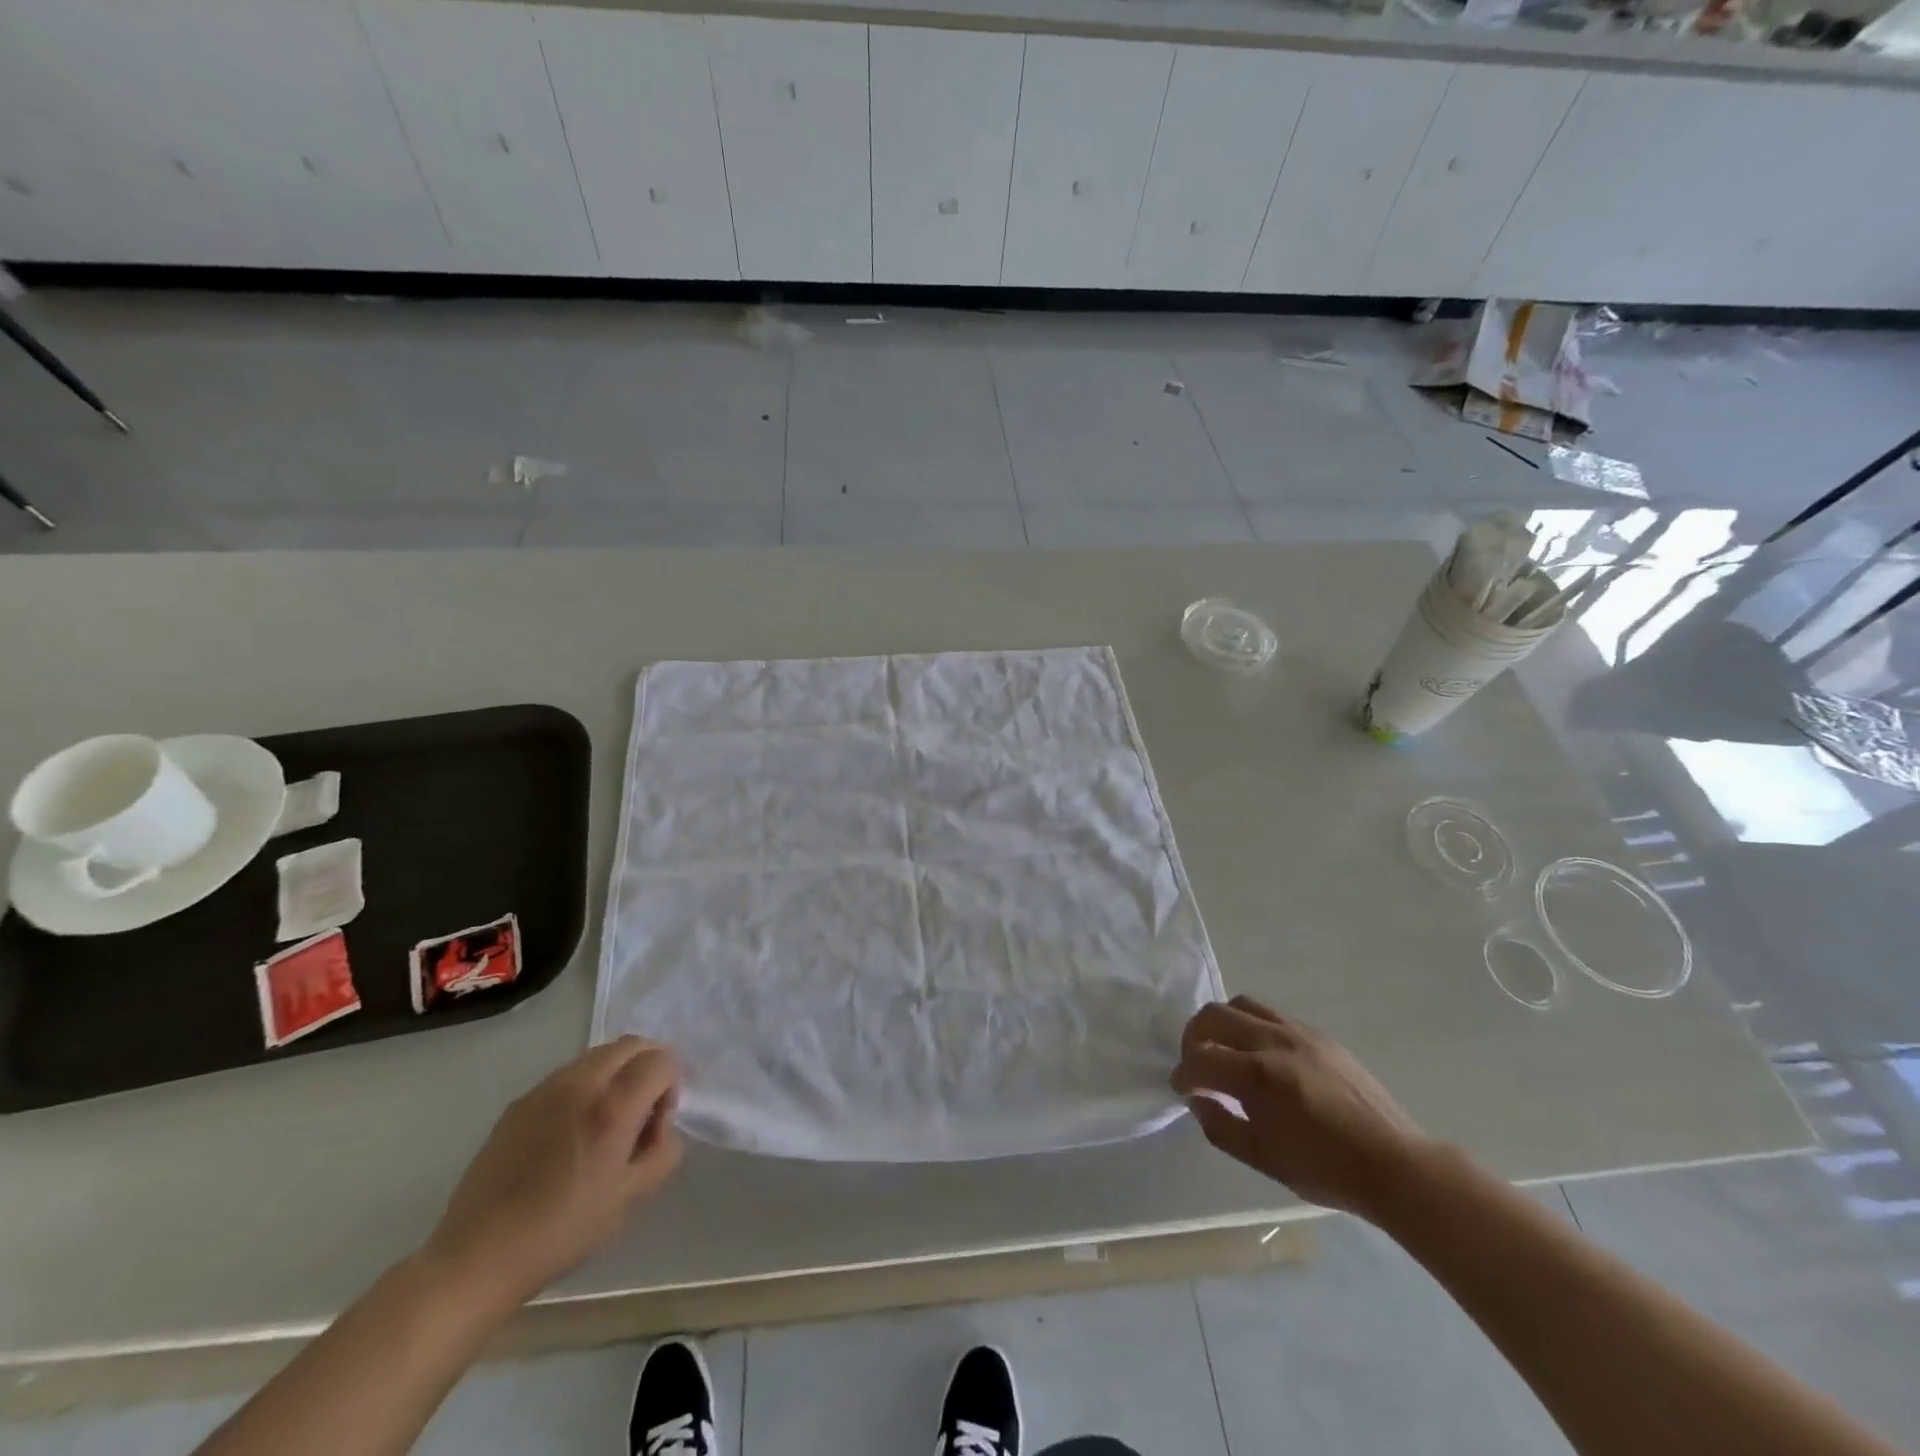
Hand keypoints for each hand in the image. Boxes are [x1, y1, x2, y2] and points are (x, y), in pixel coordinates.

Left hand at [423, 1037, 682, 1308]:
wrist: (477, 1258)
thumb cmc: (562, 1231)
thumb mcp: (631, 1197)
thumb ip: (663, 1150)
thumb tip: (660, 1126)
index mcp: (612, 1106)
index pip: (660, 1060)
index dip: (670, 1086)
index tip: (656, 1126)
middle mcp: (580, 1083)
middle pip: (631, 1045)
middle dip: (648, 1067)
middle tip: (641, 1113)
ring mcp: (545, 1089)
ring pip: (598, 1055)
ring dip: (616, 1074)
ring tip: (604, 1123)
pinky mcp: (519, 1103)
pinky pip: (567, 1075)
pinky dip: (585, 1086)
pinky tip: (570, 1134)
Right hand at [1170, 996, 1427, 1220]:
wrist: (1395, 1165)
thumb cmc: (1326, 1170)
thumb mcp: (1263, 1159)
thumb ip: (1220, 1126)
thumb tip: (1198, 1100)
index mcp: (1258, 1075)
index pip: (1201, 1059)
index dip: (1183, 1074)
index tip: (1181, 1089)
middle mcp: (1274, 1041)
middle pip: (1214, 1015)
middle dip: (1193, 1037)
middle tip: (1195, 1063)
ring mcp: (1299, 1032)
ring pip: (1242, 1004)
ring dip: (1222, 1023)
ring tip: (1224, 1049)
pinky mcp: (1318, 1035)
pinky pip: (1272, 1014)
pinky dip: (1252, 1025)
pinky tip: (1260, 1054)